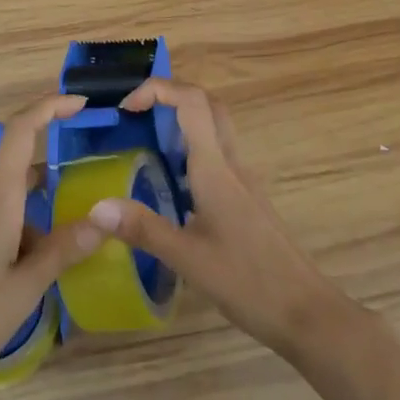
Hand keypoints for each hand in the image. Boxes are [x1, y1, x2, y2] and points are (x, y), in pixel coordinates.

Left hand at [0, 93, 103, 399]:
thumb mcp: (25, 289)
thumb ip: (64, 249)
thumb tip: (107, 215)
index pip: (20, 132)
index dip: (49, 107)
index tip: (81, 103)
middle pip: (20, 167)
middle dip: (55, 171)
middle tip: (92, 188)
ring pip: (12, 205)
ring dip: (41, 216)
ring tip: (72, 248)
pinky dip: (24, 236)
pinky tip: (36, 274)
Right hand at [87, 80, 349, 357]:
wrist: (304, 310)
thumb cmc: (247, 280)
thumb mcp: (187, 259)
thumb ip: (143, 228)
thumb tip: (96, 206)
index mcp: (215, 168)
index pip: (192, 102)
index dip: (158, 89)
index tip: (126, 107)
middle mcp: (231, 164)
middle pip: (207, 105)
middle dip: (170, 96)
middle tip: (136, 114)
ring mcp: (242, 180)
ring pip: (215, 128)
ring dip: (181, 121)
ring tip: (145, 143)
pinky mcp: (245, 198)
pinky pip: (217, 155)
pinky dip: (191, 150)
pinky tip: (170, 184)